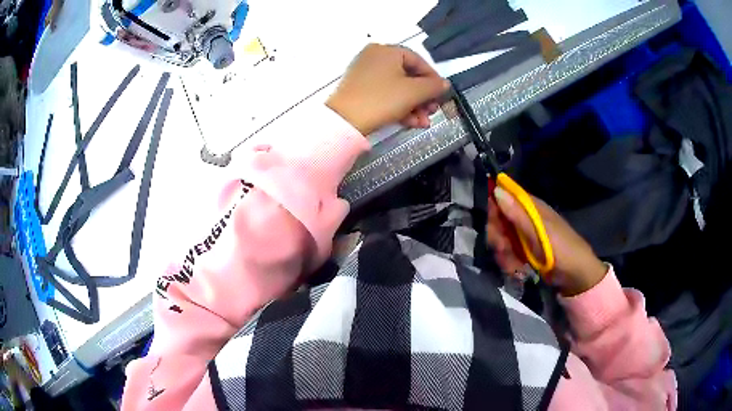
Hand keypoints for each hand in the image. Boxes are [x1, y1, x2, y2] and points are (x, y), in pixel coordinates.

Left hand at [326, 44, 449, 134]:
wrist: (344, 121)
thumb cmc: (381, 99)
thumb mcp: (413, 92)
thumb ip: (433, 86)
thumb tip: (444, 84)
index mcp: (386, 50)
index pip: (418, 61)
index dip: (433, 78)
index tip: (441, 94)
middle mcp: (374, 57)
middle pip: (408, 76)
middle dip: (423, 97)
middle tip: (432, 111)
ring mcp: (365, 74)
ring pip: (398, 88)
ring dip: (414, 106)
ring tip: (423, 122)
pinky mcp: (360, 90)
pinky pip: (386, 94)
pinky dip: (399, 107)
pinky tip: (411, 122)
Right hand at [486, 187, 607, 296]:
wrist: (576, 277)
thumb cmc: (562, 250)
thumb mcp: (539, 232)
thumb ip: (518, 214)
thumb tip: (497, 189)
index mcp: (531, 207)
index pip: (504, 197)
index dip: (493, 209)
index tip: (491, 225)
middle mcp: (526, 219)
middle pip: (499, 221)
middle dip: (498, 238)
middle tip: (503, 250)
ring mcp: (525, 237)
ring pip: (502, 240)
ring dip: (504, 254)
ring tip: (513, 266)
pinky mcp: (524, 252)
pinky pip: (508, 253)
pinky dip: (509, 262)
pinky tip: (516, 270)